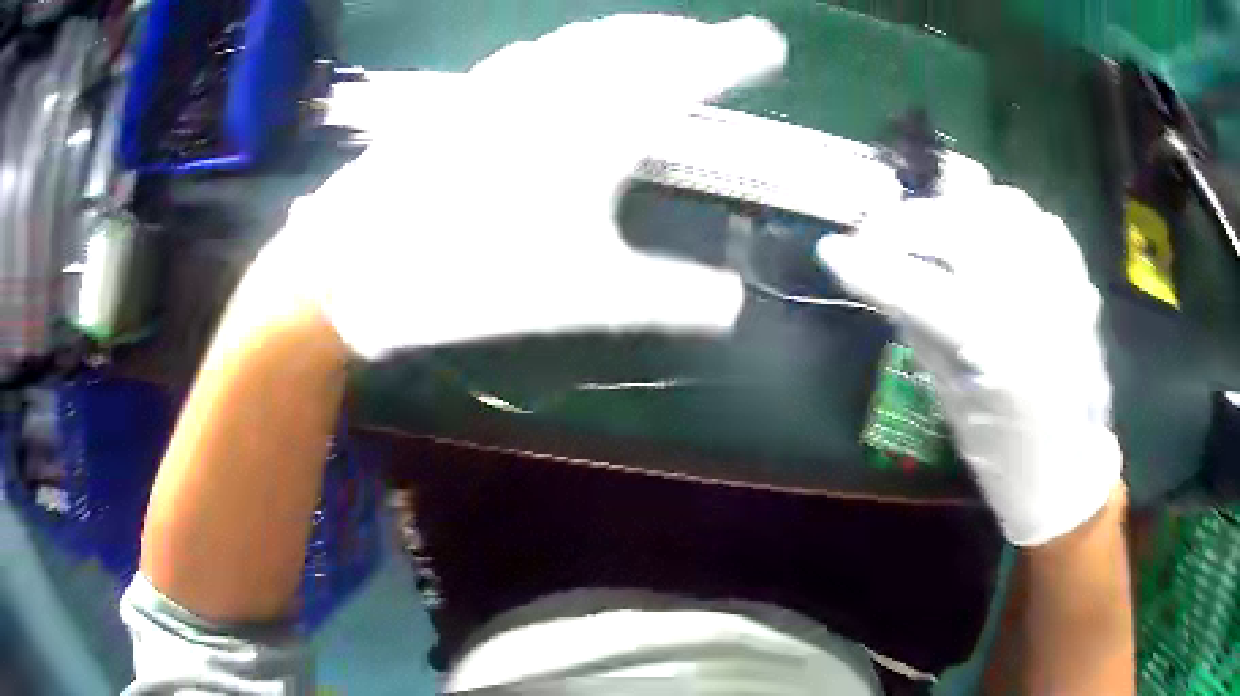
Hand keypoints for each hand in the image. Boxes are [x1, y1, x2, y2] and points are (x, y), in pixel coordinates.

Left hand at [261, 14, 786, 357]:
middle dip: (689, 37)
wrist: (358, 264)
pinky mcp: (467, 94)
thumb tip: (734, 306)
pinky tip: (575, 54)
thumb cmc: (472, 278)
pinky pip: (539, 51)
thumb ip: (669, 296)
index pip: (686, 72)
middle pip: (639, 41)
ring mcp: (505, 84)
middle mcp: (556, 88)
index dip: (734, 53)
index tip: (768, 44)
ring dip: (635, 34)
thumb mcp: (584, 295)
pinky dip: (578, 46)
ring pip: (588, 38)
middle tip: (721, 43)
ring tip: (664, 40)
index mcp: (596, 128)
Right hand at [816, 186, 1122, 545]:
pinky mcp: (1080, 284)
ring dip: (958, 209)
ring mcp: (1064, 287)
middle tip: (877, 234)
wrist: (1068, 471)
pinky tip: (986, 233)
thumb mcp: (950, 401)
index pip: (920, 289)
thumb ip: (920, 331)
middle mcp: (1036, 307)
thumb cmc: (1003, 457)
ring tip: (932, 227)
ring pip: (1004, 208)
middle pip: (962, 228)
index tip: (831, 250)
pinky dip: (1007, 216)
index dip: (869, 265)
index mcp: (999, 354)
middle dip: (909, 223)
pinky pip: (1042, 223)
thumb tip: (882, 278)